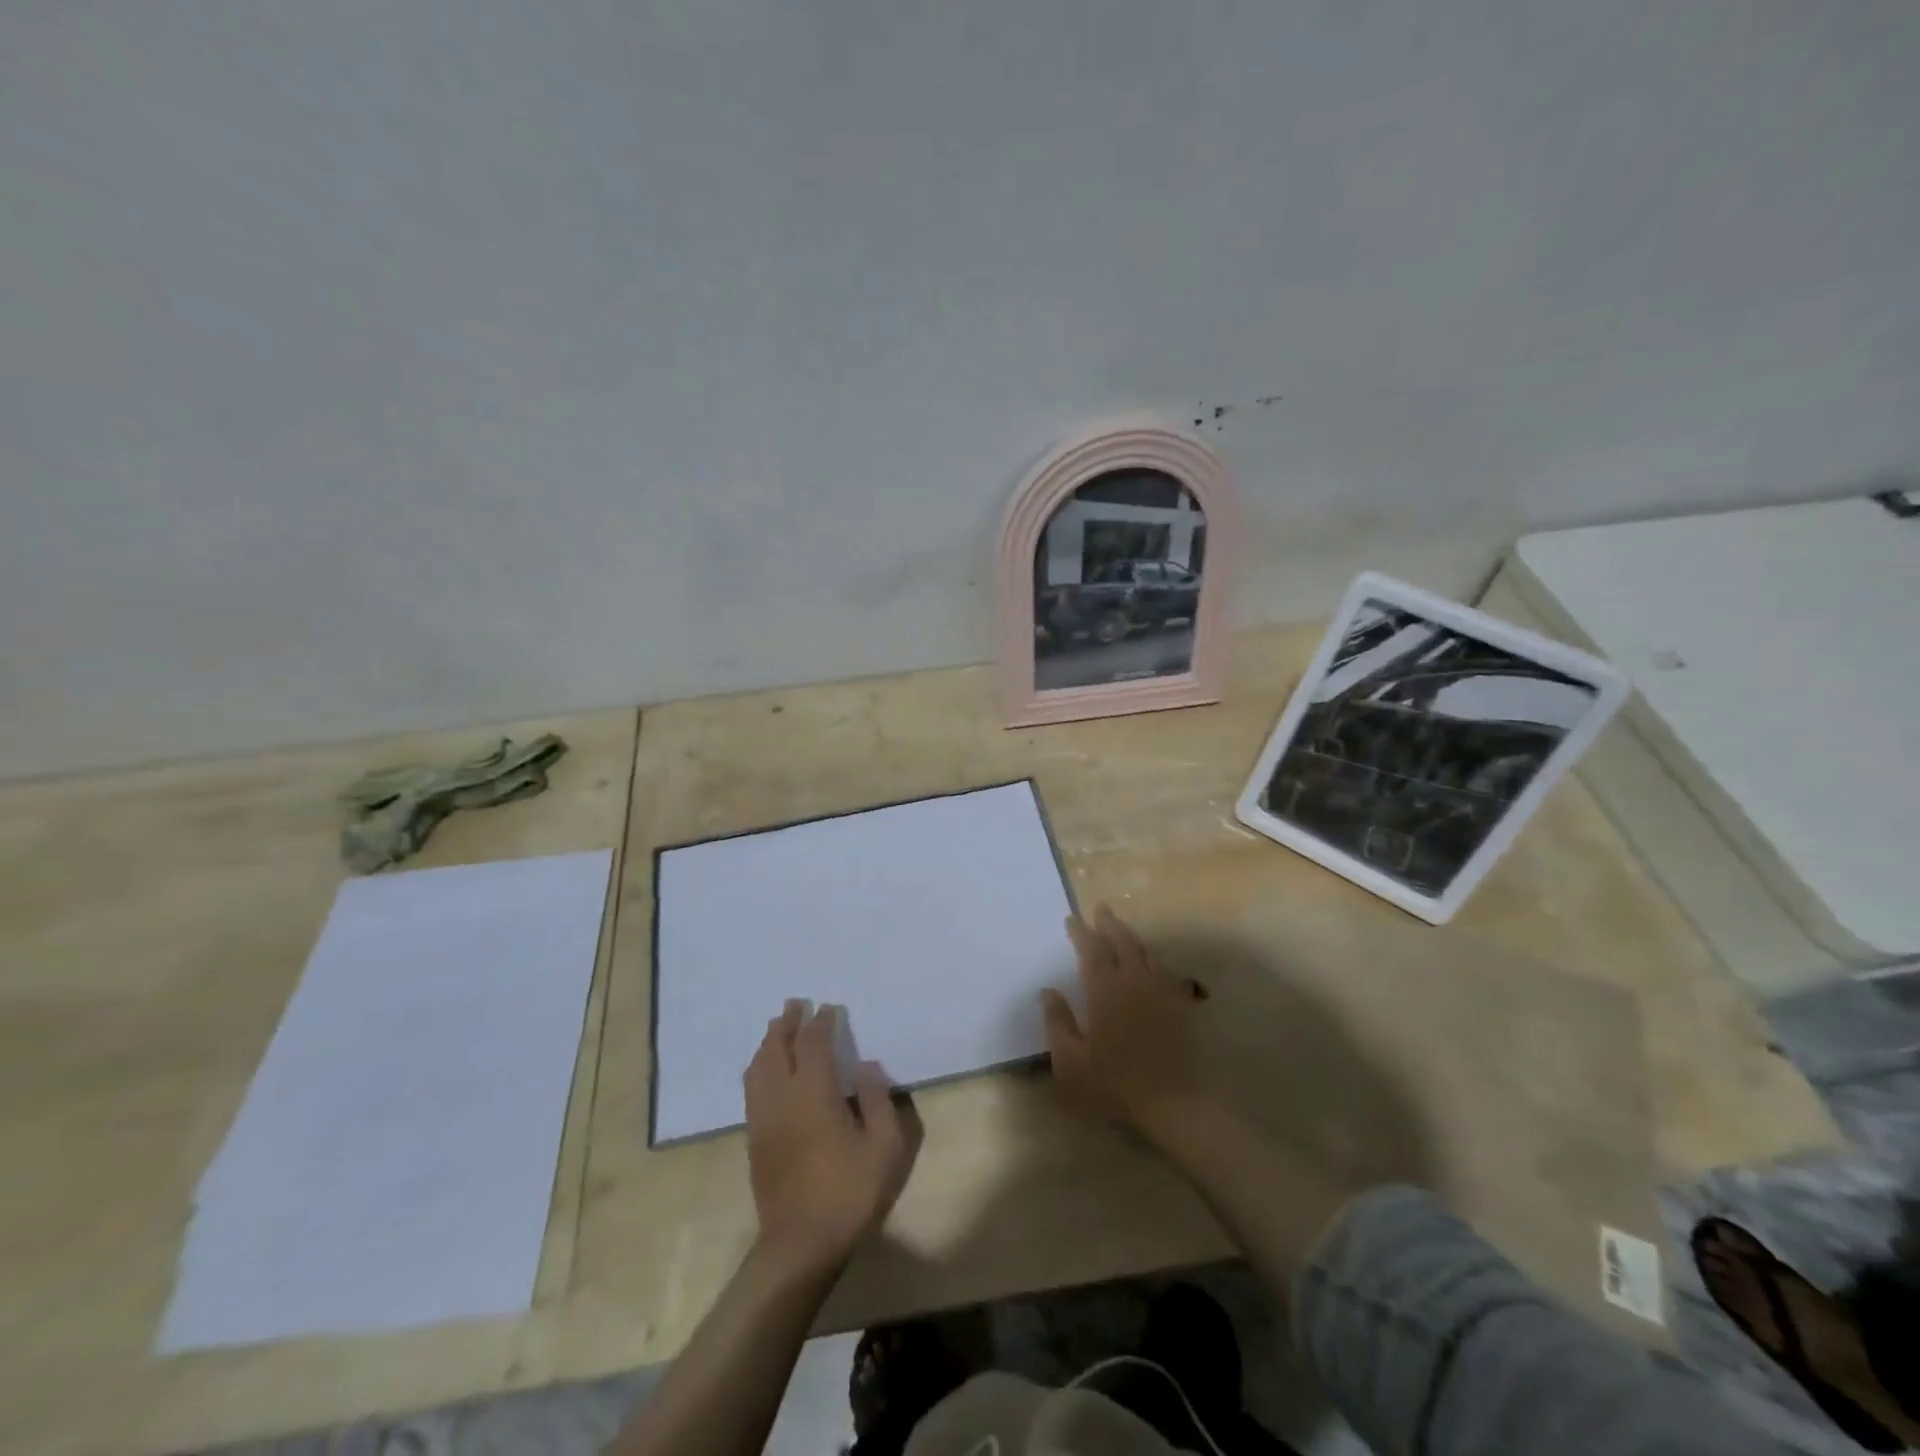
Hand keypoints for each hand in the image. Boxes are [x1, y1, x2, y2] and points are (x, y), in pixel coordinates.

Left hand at [743, 1001, 916, 1272]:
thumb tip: (867, 1065)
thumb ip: (877, 1099)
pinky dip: (759, 1067)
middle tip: (796, 1004)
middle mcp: (782, 1097)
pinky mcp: (754, 1139)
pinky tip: (767, 1070)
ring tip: (778, 1029)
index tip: (828, 1008)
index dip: (820, 1022)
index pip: (813, 1044)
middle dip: (787, 1023)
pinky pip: (752, 1088)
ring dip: (769, 1042)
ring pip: (758, 1067)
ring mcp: (763, 1118)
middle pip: (777, 1048)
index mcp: (814, 1092)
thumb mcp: (884, 1147)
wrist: (800, 1245)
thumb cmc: (849, 1193)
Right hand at [1041, 905, 1212, 1142]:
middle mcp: (1133, 981)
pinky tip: (1152, 962)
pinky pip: (1166, 970)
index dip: (1080, 933)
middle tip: (1100, 909)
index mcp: (1104, 990)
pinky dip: (1154, 959)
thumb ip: (1057, 1022)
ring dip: (1131, 936)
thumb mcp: (1070, 1060)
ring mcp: (1160, 991)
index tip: (1072, 919)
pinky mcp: (1179, 1004)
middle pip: (1122, 942)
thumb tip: (1048, 991)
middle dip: (1109, 924)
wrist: (1173, 1103)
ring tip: (1121, 929)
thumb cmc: (1114, 1083)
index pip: (1091, 951)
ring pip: (1146, 951)